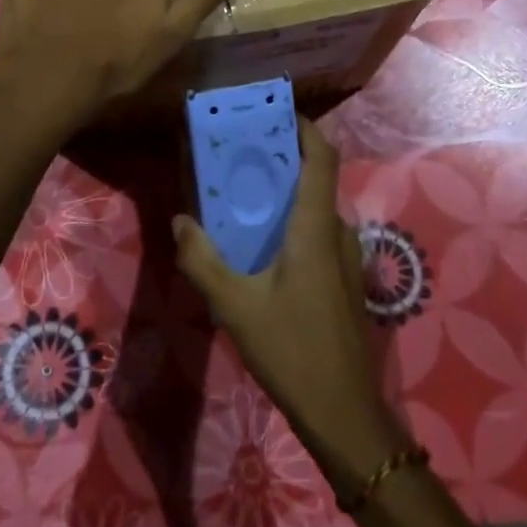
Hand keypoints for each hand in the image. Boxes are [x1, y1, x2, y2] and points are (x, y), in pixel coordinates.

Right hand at [173, 117, 404, 493]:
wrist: (344, 414)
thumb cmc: (291, 350)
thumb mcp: (234, 306)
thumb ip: (202, 260)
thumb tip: (181, 221)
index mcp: (314, 228)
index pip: (321, 158)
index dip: (305, 128)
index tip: (275, 113)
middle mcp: (336, 233)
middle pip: (316, 179)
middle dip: (283, 158)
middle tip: (242, 152)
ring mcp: (345, 259)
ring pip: (316, 208)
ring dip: (286, 193)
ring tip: (245, 194)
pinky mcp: (344, 281)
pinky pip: (318, 233)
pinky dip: (293, 221)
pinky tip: (262, 245)